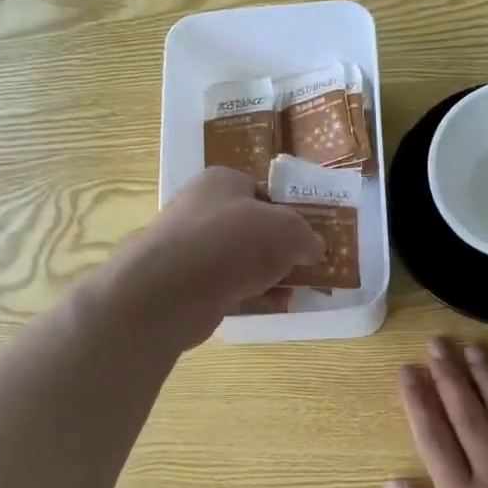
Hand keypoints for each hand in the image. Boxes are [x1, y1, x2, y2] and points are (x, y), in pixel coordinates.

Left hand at [107, 167, 320, 347]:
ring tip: (297, 289)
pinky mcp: (185, 285)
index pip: (260, 190)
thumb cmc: (234, 240)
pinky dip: (250, 295)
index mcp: (221, 181)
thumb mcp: (288, 230)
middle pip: (250, 227)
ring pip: (239, 260)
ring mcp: (189, 248)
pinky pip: (227, 287)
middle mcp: (201, 209)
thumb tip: (314, 248)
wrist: (174, 288)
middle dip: (278, 247)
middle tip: (305, 264)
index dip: (287, 211)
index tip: (307, 235)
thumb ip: (306, 237)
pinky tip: (273, 306)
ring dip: (267, 274)